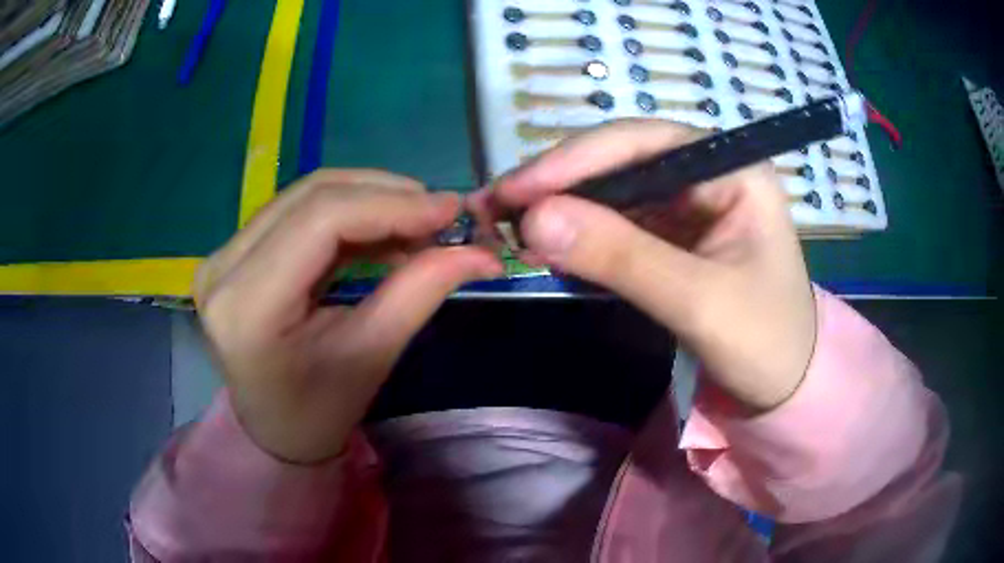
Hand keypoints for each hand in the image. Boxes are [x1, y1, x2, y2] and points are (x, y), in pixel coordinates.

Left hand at [194, 170, 502, 461]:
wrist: (275, 430)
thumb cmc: (319, 411)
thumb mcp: (371, 356)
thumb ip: (421, 291)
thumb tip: (483, 252)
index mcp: (245, 307)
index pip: (319, 222)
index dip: (390, 206)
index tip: (448, 210)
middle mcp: (222, 270)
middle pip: (309, 197)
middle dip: (384, 195)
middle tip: (439, 214)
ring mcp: (221, 257)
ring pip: (303, 196)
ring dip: (367, 199)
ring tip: (416, 222)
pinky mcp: (233, 253)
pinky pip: (295, 212)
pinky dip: (346, 213)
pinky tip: (382, 229)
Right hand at [485, 120, 815, 410]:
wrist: (786, 387)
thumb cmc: (765, 344)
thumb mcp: (699, 302)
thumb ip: (622, 257)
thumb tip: (533, 219)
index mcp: (733, 169)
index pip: (643, 141)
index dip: (574, 159)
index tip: (515, 189)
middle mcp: (709, 173)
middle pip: (621, 160)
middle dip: (560, 184)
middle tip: (496, 208)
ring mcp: (690, 203)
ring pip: (613, 191)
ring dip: (563, 209)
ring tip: (509, 228)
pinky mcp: (675, 235)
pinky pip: (619, 222)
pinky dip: (581, 235)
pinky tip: (549, 246)